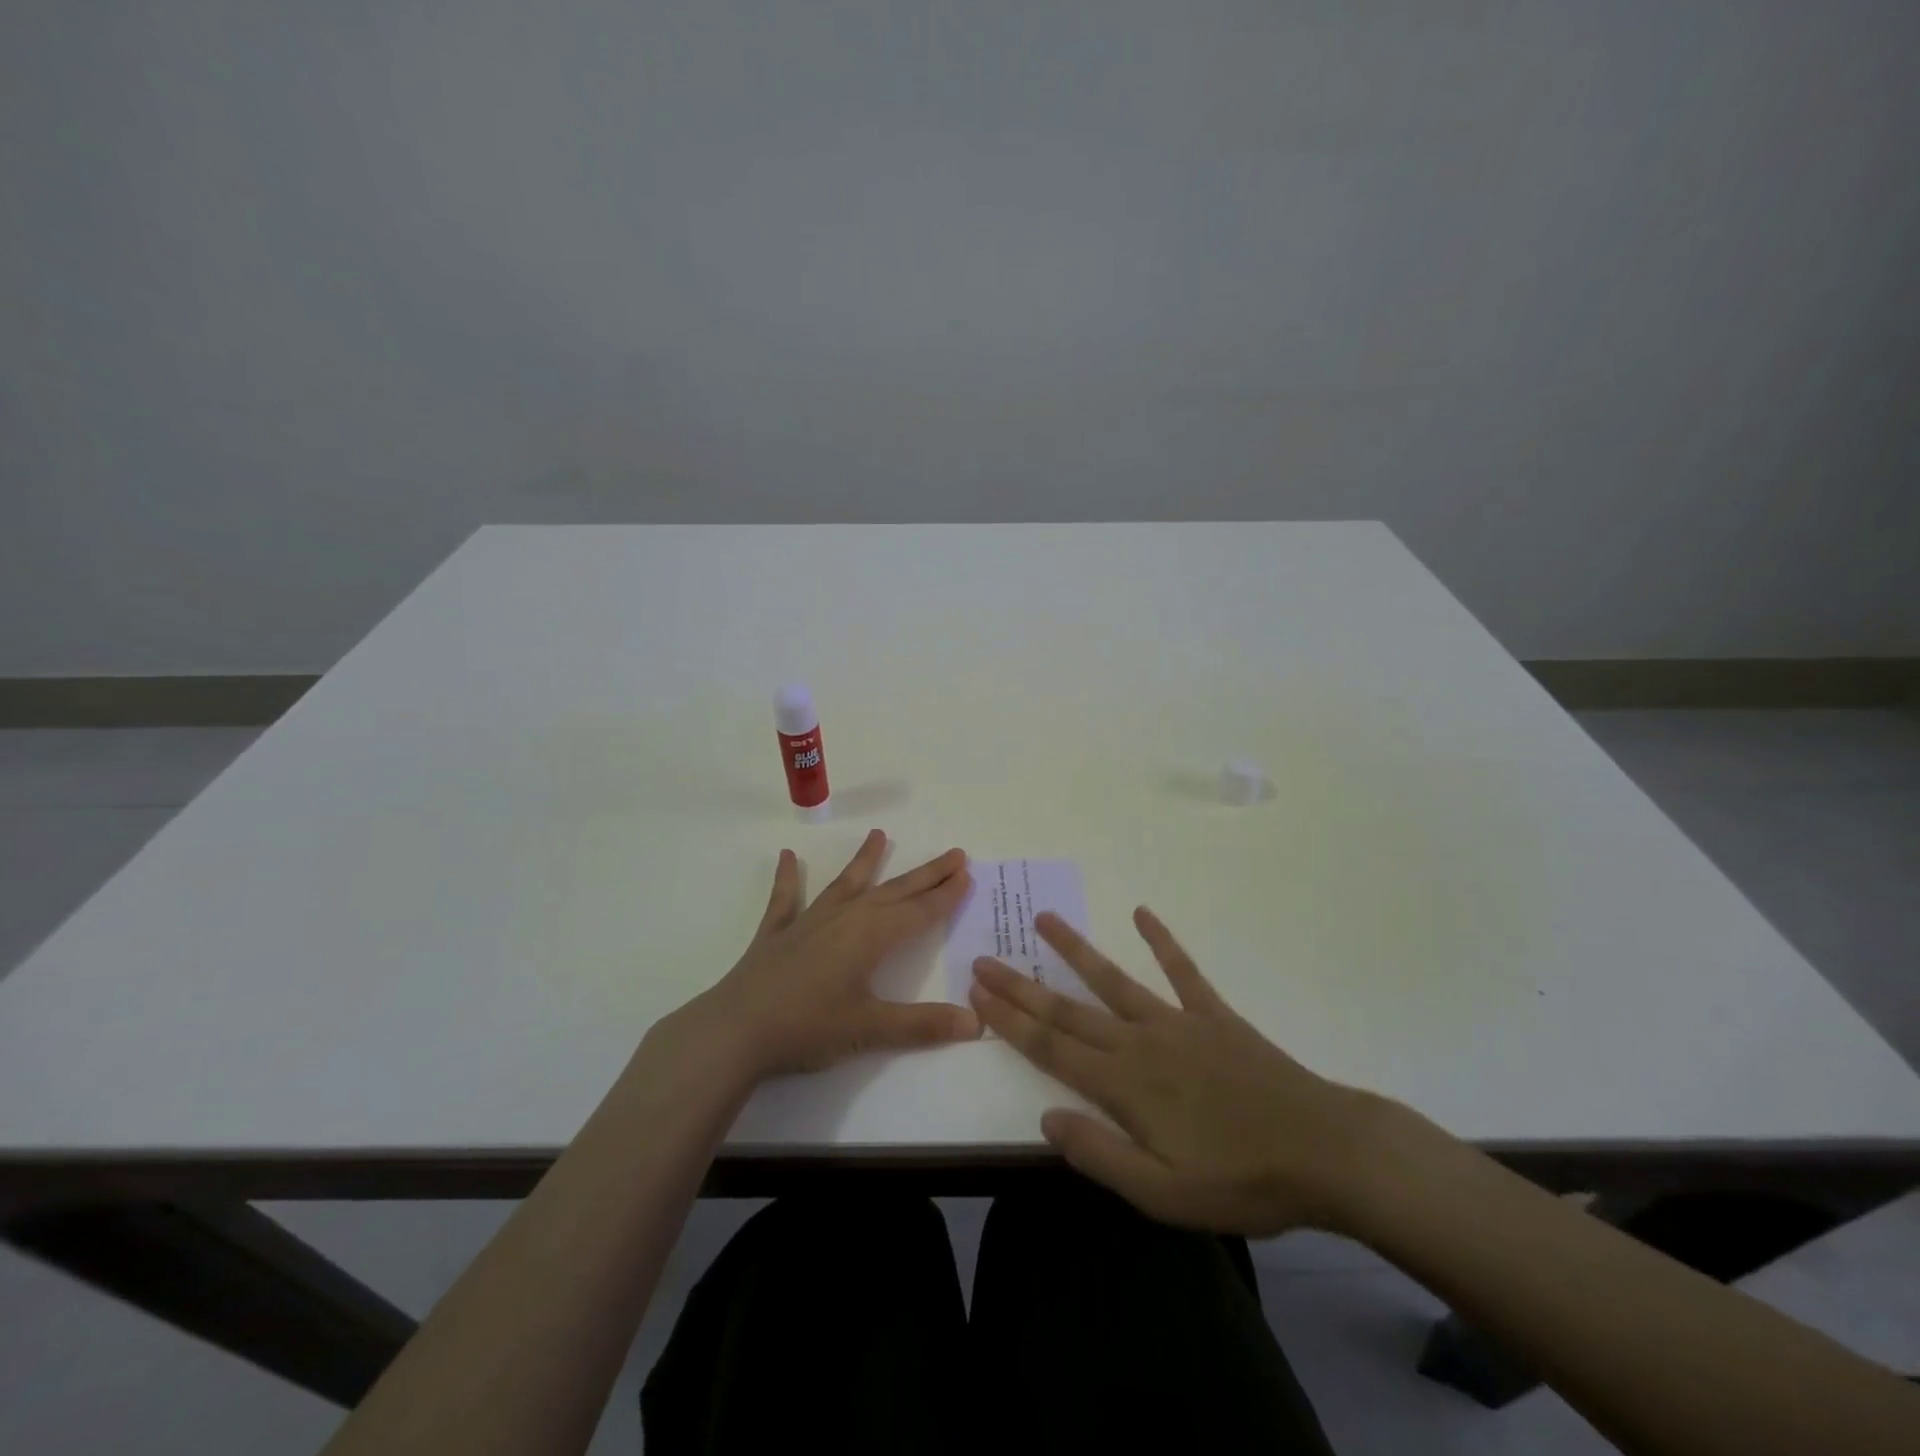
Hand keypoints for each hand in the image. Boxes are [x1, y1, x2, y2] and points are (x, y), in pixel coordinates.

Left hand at [694, 829, 979, 1078]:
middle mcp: (845, 918)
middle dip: (926, 874)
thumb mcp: (870, 1029)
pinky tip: (787, 856)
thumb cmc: (808, 1028)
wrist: (736, 1031)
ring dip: (865, 860)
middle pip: (894, 891)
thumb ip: (923, 1025)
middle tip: (953, 854)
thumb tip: (976, 1024)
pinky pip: (786, 898)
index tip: (966, 873)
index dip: (945, 895)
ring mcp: (809, 921)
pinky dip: (788, 877)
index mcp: (871, 937)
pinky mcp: (777, 933)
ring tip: (879, 834)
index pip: (919, 911)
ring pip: (847, 884)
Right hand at [969, 908, 1385, 1236]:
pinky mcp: (1214, 1016)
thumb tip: (1046, 1118)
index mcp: (1123, 1086)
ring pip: (1113, 980)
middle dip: (1022, 985)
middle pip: (1068, 1010)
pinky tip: (1142, 913)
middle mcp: (1140, 1043)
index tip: (977, 991)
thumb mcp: (1163, 1194)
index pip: (1051, 1047)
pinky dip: (1161, 941)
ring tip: (1044, 918)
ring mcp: (1178, 1022)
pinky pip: (1182, 971)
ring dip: (1075, 950)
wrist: (1324, 1152)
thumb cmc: (1241, 1181)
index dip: (1011, 1019)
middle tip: (985, 956)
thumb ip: (1100, 1154)